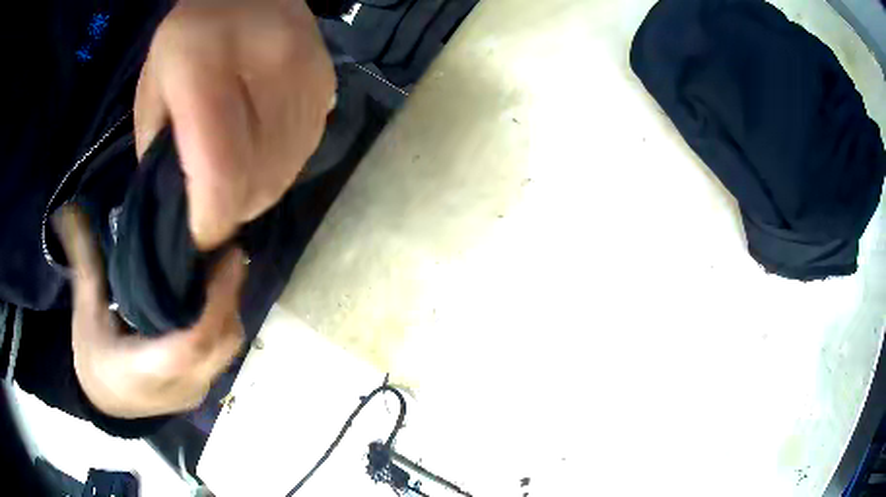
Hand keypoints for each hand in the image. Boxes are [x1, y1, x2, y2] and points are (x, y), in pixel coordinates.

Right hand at [54, 207, 246, 418]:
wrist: (105, 404)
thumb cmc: (93, 360)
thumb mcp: (85, 313)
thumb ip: (84, 263)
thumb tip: (71, 209)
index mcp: (146, 371)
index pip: (192, 342)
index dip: (215, 301)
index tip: (228, 254)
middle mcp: (179, 386)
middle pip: (220, 344)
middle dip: (229, 296)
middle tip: (227, 250)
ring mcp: (193, 392)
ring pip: (226, 350)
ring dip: (228, 308)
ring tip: (222, 267)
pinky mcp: (198, 390)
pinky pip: (221, 356)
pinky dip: (222, 323)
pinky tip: (212, 295)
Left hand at [135, 0, 335, 249]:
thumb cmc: (186, 39)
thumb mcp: (150, 95)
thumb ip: (159, 156)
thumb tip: (189, 209)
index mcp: (205, 65)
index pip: (219, 166)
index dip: (212, 218)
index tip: (201, 236)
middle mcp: (269, 67)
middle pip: (260, 176)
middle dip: (234, 209)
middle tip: (214, 205)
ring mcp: (307, 77)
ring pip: (287, 170)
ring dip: (258, 190)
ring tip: (236, 179)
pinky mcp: (327, 86)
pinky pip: (304, 150)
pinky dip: (279, 166)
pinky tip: (260, 150)